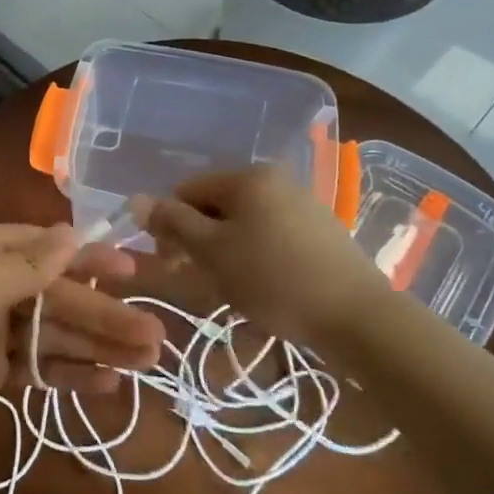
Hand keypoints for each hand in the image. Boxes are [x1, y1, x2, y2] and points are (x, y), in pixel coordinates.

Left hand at [0, 223, 166, 476]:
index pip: (45, 247)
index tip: (132, 269)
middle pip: (56, 295)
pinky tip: (110, 383)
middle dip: (104, 313)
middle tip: (155, 333)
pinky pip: (39, 365)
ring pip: (54, 332)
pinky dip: (71, 372)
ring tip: (148, 361)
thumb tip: (72, 232)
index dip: (89, 258)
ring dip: (98, 345)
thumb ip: (31, 264)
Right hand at [136, 166, 386, 338]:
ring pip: (242, 223)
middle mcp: (274, 180)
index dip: (169, 225)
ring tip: (232, 288)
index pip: (186, 190)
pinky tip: (262, 286)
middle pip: (215, 205)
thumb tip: (136, 200)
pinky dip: (254, 256)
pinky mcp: (319, 231)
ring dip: (225, 251)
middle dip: (198, 239)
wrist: (357, 316)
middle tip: (198, 278)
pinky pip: (270, 235)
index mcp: (247, 177)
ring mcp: (301, 204)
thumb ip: (172, 222)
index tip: (173, 263)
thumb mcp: (212, 251)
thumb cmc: (273, 279)